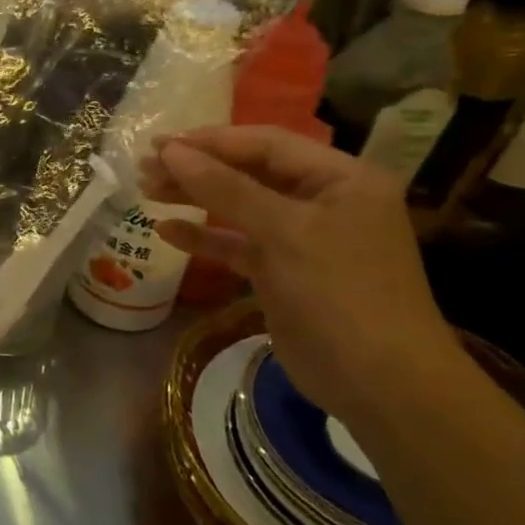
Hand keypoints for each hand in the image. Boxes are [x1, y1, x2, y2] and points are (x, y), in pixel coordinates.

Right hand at [140, 126, 463, 425]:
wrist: (380, 382)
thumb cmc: (339, 292)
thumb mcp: (282, 232)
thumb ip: (224, 188)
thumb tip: (172, 151)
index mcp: (341, 179)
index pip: (266, 144)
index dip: (211, 141)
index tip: (159, 144)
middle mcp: (324, 201)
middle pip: (250, 172)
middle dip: (197, 168)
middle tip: (144, 167)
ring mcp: (303, 239)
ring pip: (239, 206)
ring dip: (194, 198)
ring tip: (147, 190)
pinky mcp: (283, 272)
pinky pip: (237, 244)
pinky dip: (204, 237)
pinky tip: (167, 231)